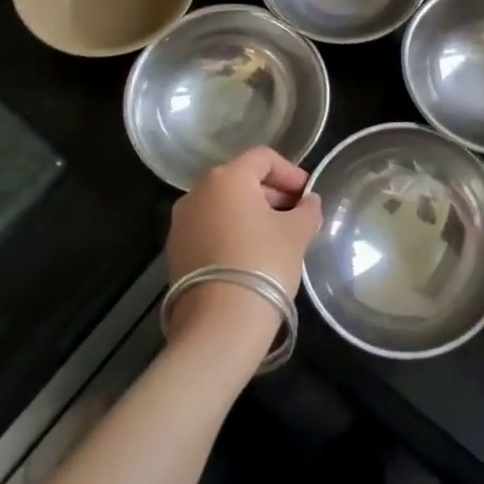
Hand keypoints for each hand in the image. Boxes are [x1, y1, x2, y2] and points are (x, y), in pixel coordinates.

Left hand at [165, 148, 321, 344]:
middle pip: (241, 179)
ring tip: (276, 236)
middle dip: (271, 193)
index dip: (290, 172)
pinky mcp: (175, 251)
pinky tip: (250, 254)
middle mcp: (197, 192)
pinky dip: (231, 231)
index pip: (263, 158)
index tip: (308, 193)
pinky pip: (209, 228)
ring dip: (250, 213)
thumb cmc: (264, 263)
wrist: (219, 324)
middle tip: (296, 214)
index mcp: (227, 178)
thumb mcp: (297, 233)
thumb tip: (309, 202)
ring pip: (223, 205)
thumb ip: (307, 210)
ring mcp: (181, 222)